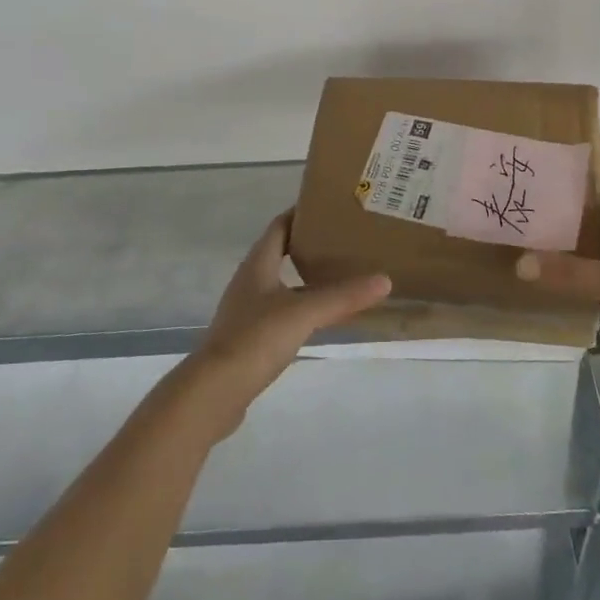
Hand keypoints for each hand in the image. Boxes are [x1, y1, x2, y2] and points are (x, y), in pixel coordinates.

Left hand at [183, 211, 390, 440]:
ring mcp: (247, 310)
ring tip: (339, 276)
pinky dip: (300, 306)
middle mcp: (250, 281)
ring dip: (306, 277)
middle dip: (309, 245)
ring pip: (281, 283)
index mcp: (258, 264)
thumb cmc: (255, 338)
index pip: (280, 225)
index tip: (331, 208)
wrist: (214, 392)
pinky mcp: (249, 338)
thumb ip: (342, 296)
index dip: (302, 213)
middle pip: (280, 252)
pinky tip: (319, 317)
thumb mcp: (303, 313)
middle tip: (344, 242)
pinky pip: (280, 311)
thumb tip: (385, 280)